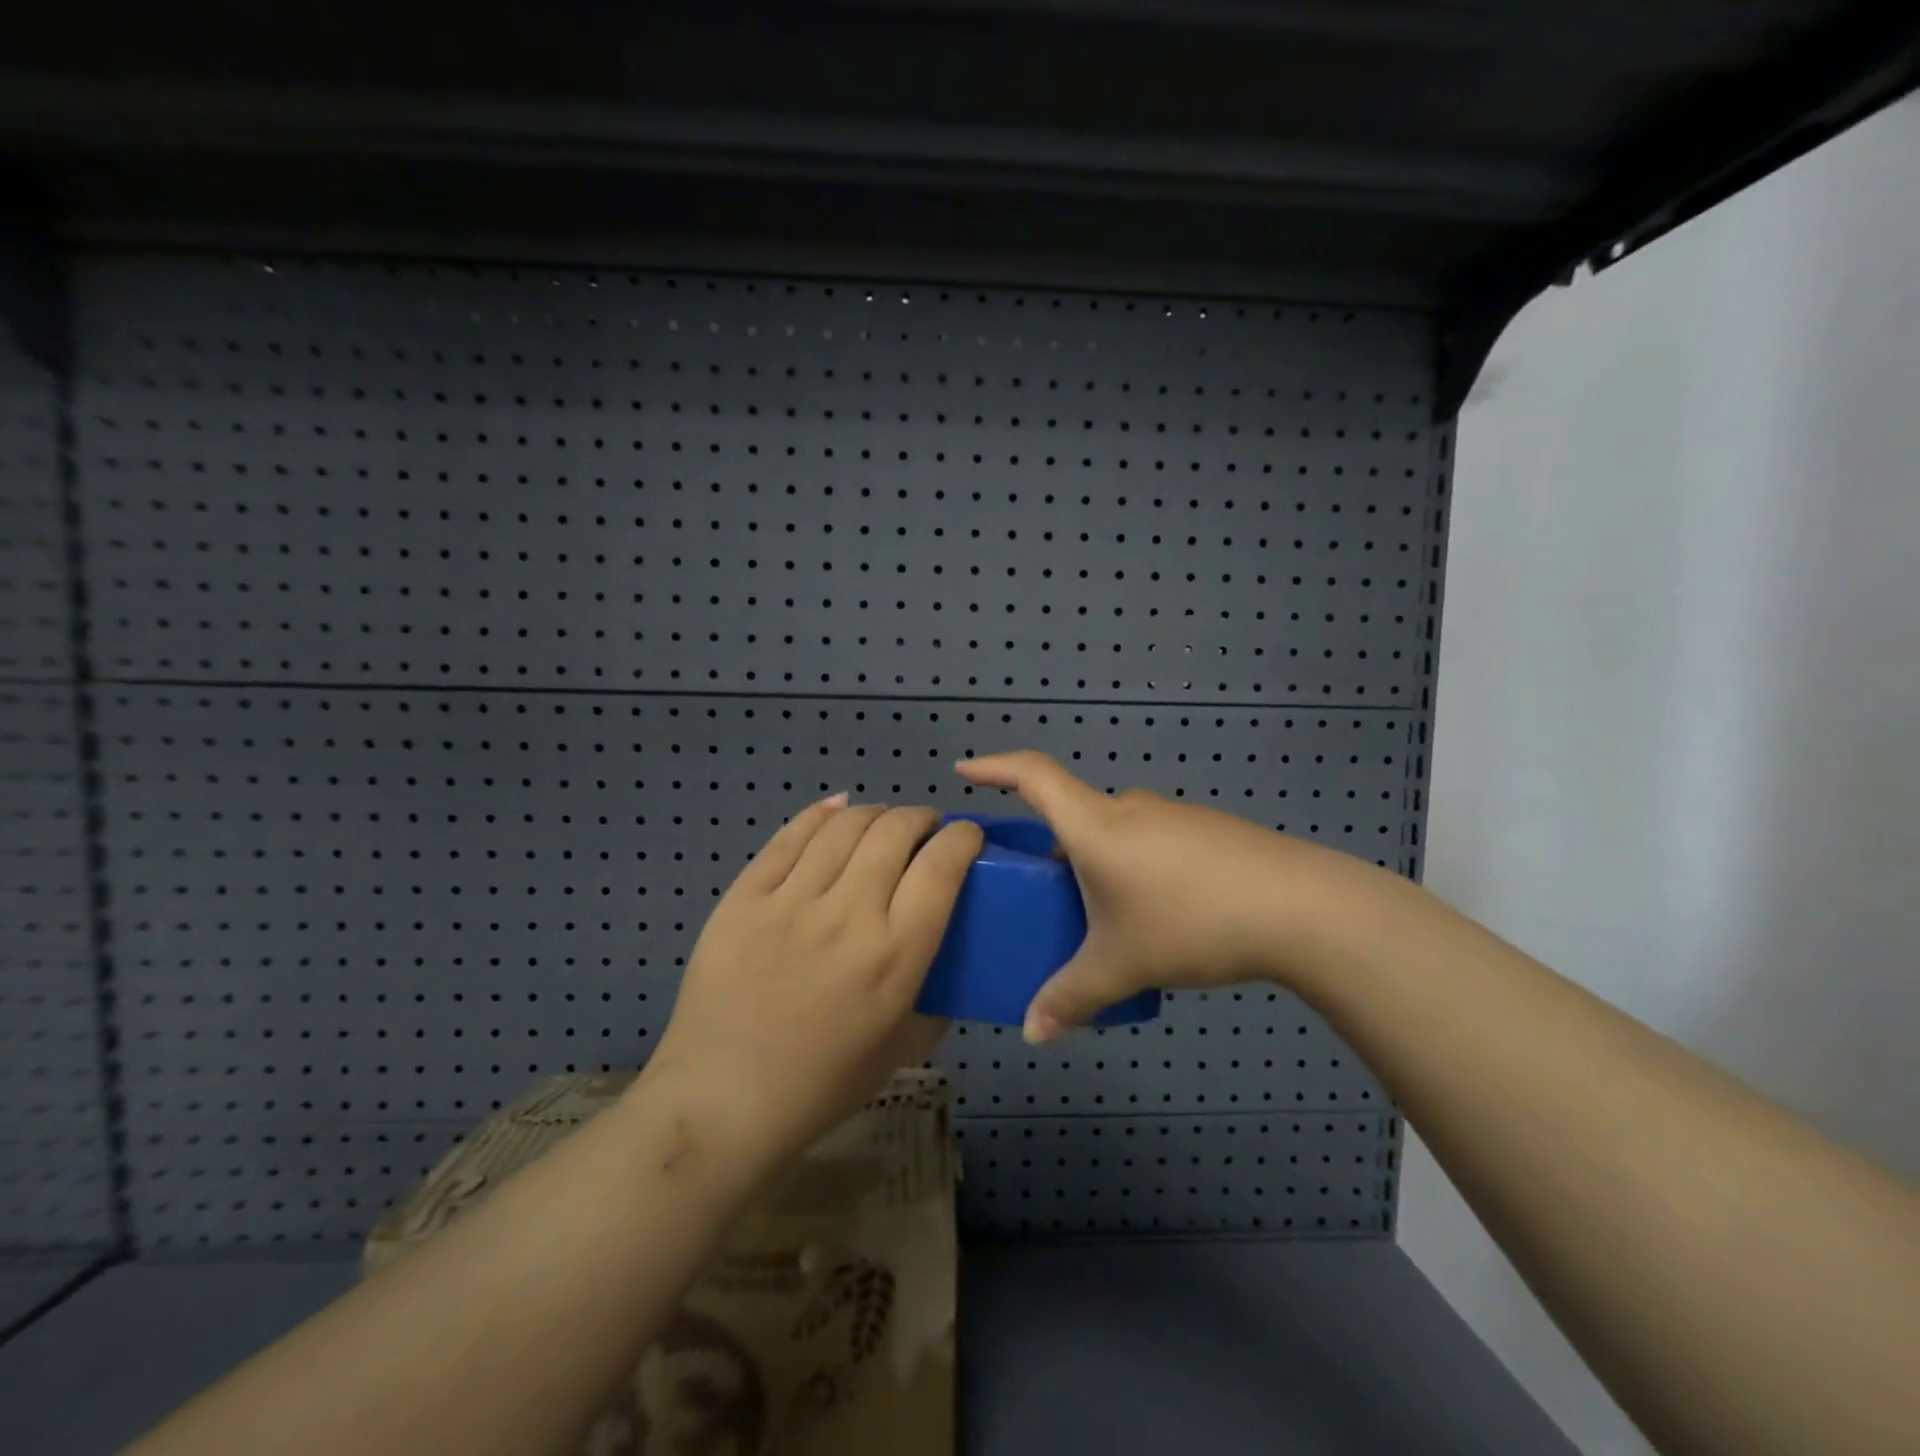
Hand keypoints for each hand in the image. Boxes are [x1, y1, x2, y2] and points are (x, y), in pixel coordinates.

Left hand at [642, 795, 982, 1170]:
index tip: (966, 837)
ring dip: (875, 813)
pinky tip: (835, 811)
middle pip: (894, 831)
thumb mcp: (901, 1049)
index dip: (963, 837)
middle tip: (923, 829)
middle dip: (920, 817)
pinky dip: (821, 814)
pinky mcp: (744, 897)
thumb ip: (936, 1003)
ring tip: (881, 823)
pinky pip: (789, 836)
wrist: (722, 1102)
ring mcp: (790, 901)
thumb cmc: (820, 1085)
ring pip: (844, 825)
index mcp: (894, 956)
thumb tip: (949, 969)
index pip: (941, 867)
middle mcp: (847, 915)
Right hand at [956, 752, 1379, 1040]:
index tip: (964, 769)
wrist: (1300, 907)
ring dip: (1098, 863)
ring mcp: (1173, 817)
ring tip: (1101, 916)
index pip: (1031, 775)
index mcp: (1094, 824)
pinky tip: (1157, 916)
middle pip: (1074, 813)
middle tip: (1043, 892)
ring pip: (1116, 832)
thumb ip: (1071, 998)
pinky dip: (1136, 869)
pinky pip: (1152, 842)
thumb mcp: (1121, 965)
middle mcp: (1129, 808)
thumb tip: (1034, 1034)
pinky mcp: (1208, 833)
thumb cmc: (1189, 920)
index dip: (994, 767)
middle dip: (1052, 848)